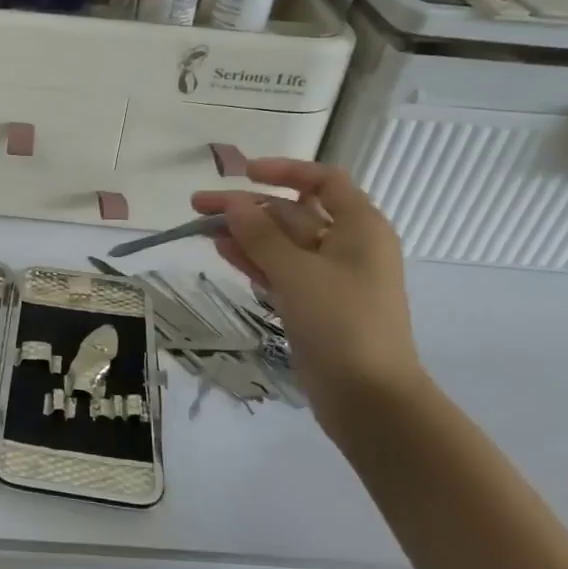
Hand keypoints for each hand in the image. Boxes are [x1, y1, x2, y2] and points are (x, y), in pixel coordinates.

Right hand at [192, 160, 423, 417]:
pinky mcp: (312, 305)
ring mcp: (329, 278)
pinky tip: (222, 251)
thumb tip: (232, 203)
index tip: (245, 173)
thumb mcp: (297, 272)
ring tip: (201, 228)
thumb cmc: (342, 323)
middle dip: (248, 207)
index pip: (324, 181)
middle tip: (199, 206)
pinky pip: (279, 272)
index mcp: (360, 227)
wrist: (369, 397)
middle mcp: (347, 246)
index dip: (285, 170)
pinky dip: (253, 261)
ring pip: (281, 244)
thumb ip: (260, 234)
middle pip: (293, 212)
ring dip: (244, 233)